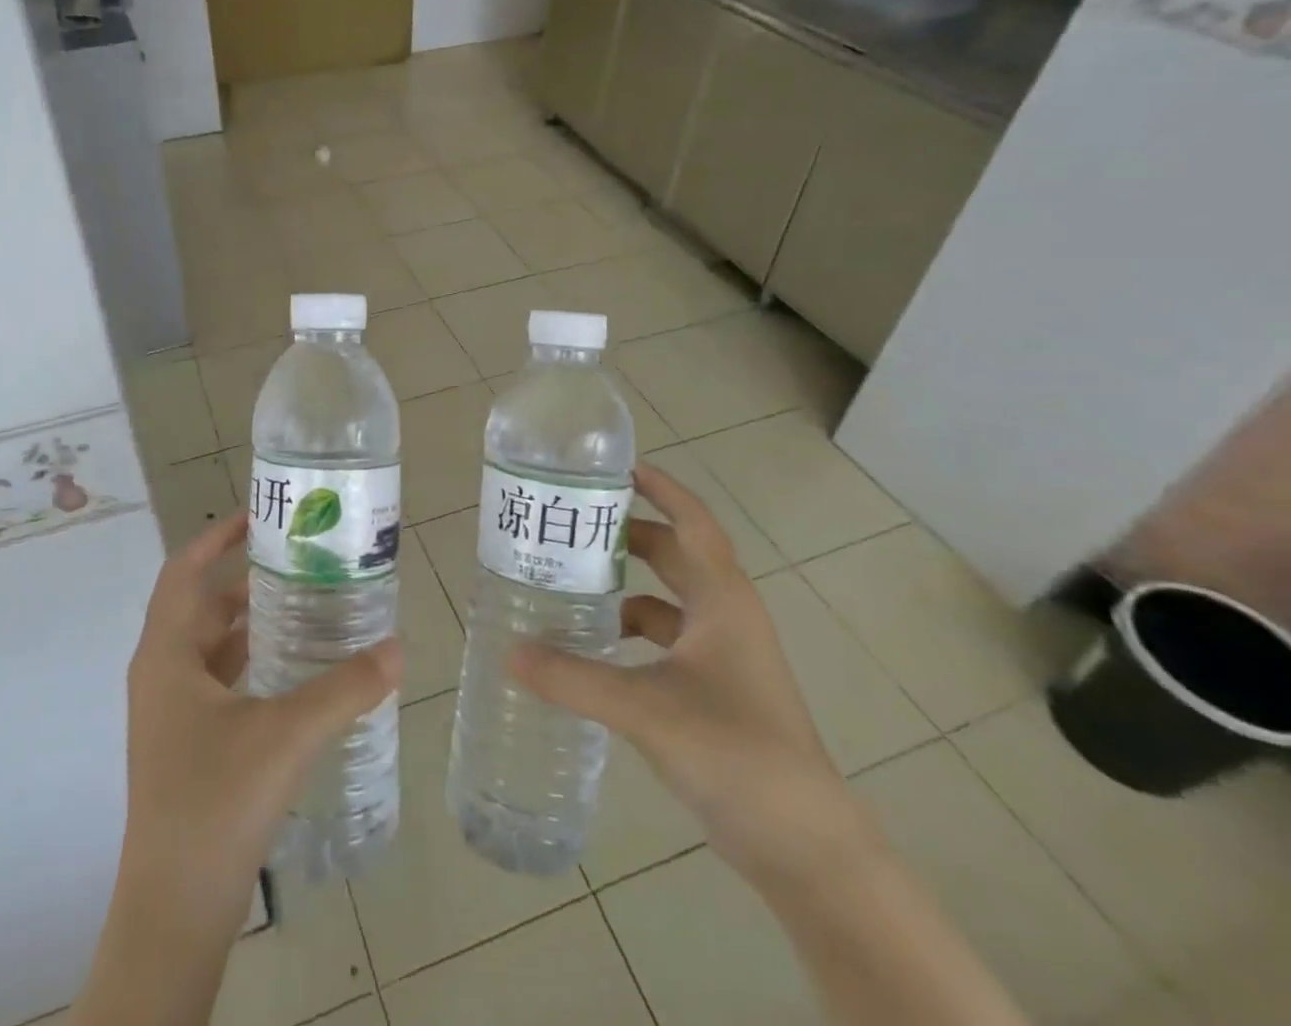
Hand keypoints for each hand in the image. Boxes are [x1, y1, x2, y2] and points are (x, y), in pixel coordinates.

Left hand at [118, 511, 401, 929]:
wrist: (175, 909)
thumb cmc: (216, 803)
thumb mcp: (286, 735)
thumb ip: (344, 688)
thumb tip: (397, 647)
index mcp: (166, 655)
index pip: (184, 572)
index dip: (216, 537)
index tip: (258, 515)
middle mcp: (161, 673)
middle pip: (200, 604)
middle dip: (245, 577)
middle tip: (298, 559)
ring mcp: (169, 711)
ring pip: (209, 644)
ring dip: (249, 620)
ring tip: (303, 602)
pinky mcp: (184, 742)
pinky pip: (216, 678)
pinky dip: (249, 659)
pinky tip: (290, 667)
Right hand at [511, 464, 867, 885]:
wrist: (806, 847)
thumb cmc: (735, 752)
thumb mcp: (645, 708)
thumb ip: (572, 678)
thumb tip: (508, 651)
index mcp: (722, 600)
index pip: (692, 522)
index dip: (661, 488)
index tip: (617, 466)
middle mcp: (726, 616)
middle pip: (675, 555)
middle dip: (628, 535)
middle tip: (574, 525)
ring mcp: (725, 656)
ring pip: (669, 600)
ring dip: (627, 587)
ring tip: (572, 581)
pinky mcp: (717, 690)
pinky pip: (667, 641)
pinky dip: (633, 632)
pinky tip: (595, 647)